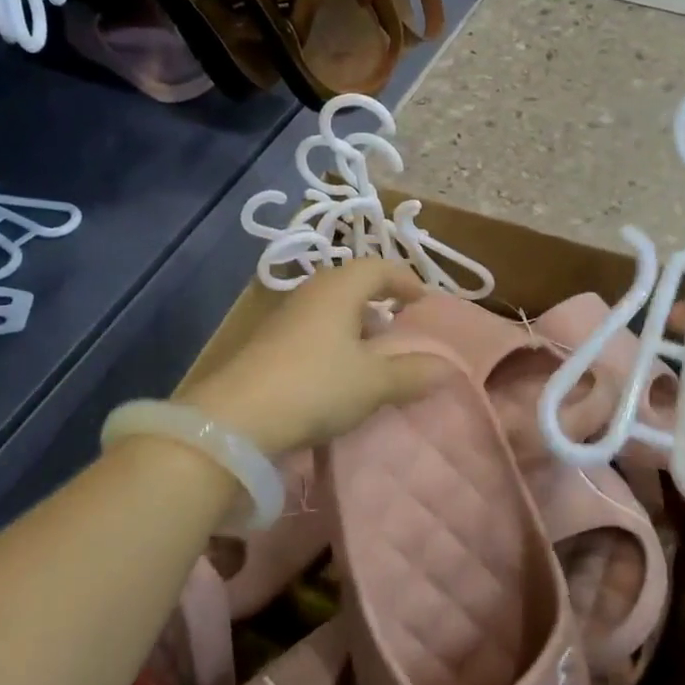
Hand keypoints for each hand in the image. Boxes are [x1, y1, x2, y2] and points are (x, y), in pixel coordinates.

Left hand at [182, 260, 451, 456]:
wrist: (237, 418)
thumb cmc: (316, 386)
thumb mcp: (373, 383)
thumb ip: (413, 373)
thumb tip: (448, 367)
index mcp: (340, 288)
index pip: (379, 267)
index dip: (405, 281)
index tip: (423, 302)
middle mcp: (311, 292)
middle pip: (352, 284)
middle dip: (379, 301)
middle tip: (399, 326)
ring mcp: (285, 317)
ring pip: (331, 308)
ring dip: (355, 324)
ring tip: (373, 354)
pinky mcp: (268, 342)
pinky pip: (313, 329)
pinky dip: (334, 341)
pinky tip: (338, 372)